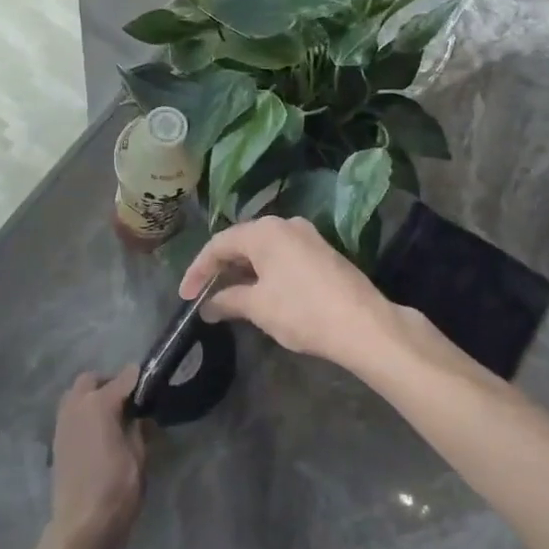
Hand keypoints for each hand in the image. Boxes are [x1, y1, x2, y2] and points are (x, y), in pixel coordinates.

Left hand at [46, 367, 147, 548]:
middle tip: (127, 399)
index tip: (150, 381)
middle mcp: (76, 407)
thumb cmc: (117, 490)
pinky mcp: (57, 442)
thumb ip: (138, 429)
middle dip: (108, 382)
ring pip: (75, 395)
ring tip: (112, 415)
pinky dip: (83, 413)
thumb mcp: (138, 457)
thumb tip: (138, 416)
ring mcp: (62, 424)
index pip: (123, 379)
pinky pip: (69, 414)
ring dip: (91, 396)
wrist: (81, 526)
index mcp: (99, 405)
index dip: (138, 378)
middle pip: (90, 380)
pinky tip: (97, 433)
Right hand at [180, 217, 410, 373]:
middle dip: (220, 268)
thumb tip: (208, 306)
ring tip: (228, 296)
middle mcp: (285, 224)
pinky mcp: (323, 252)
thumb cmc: (302, 311)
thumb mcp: (258, 307)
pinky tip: (260, 292)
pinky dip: (265, 271)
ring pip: (264, 249)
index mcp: (264, 230)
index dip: (198, 270)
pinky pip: (283, 255)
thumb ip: (228, 301)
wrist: (363, 323)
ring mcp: (307, 236)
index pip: (219, 244)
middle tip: (204, 294)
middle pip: (241, 241)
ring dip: (243, 270)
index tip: (186, 297)